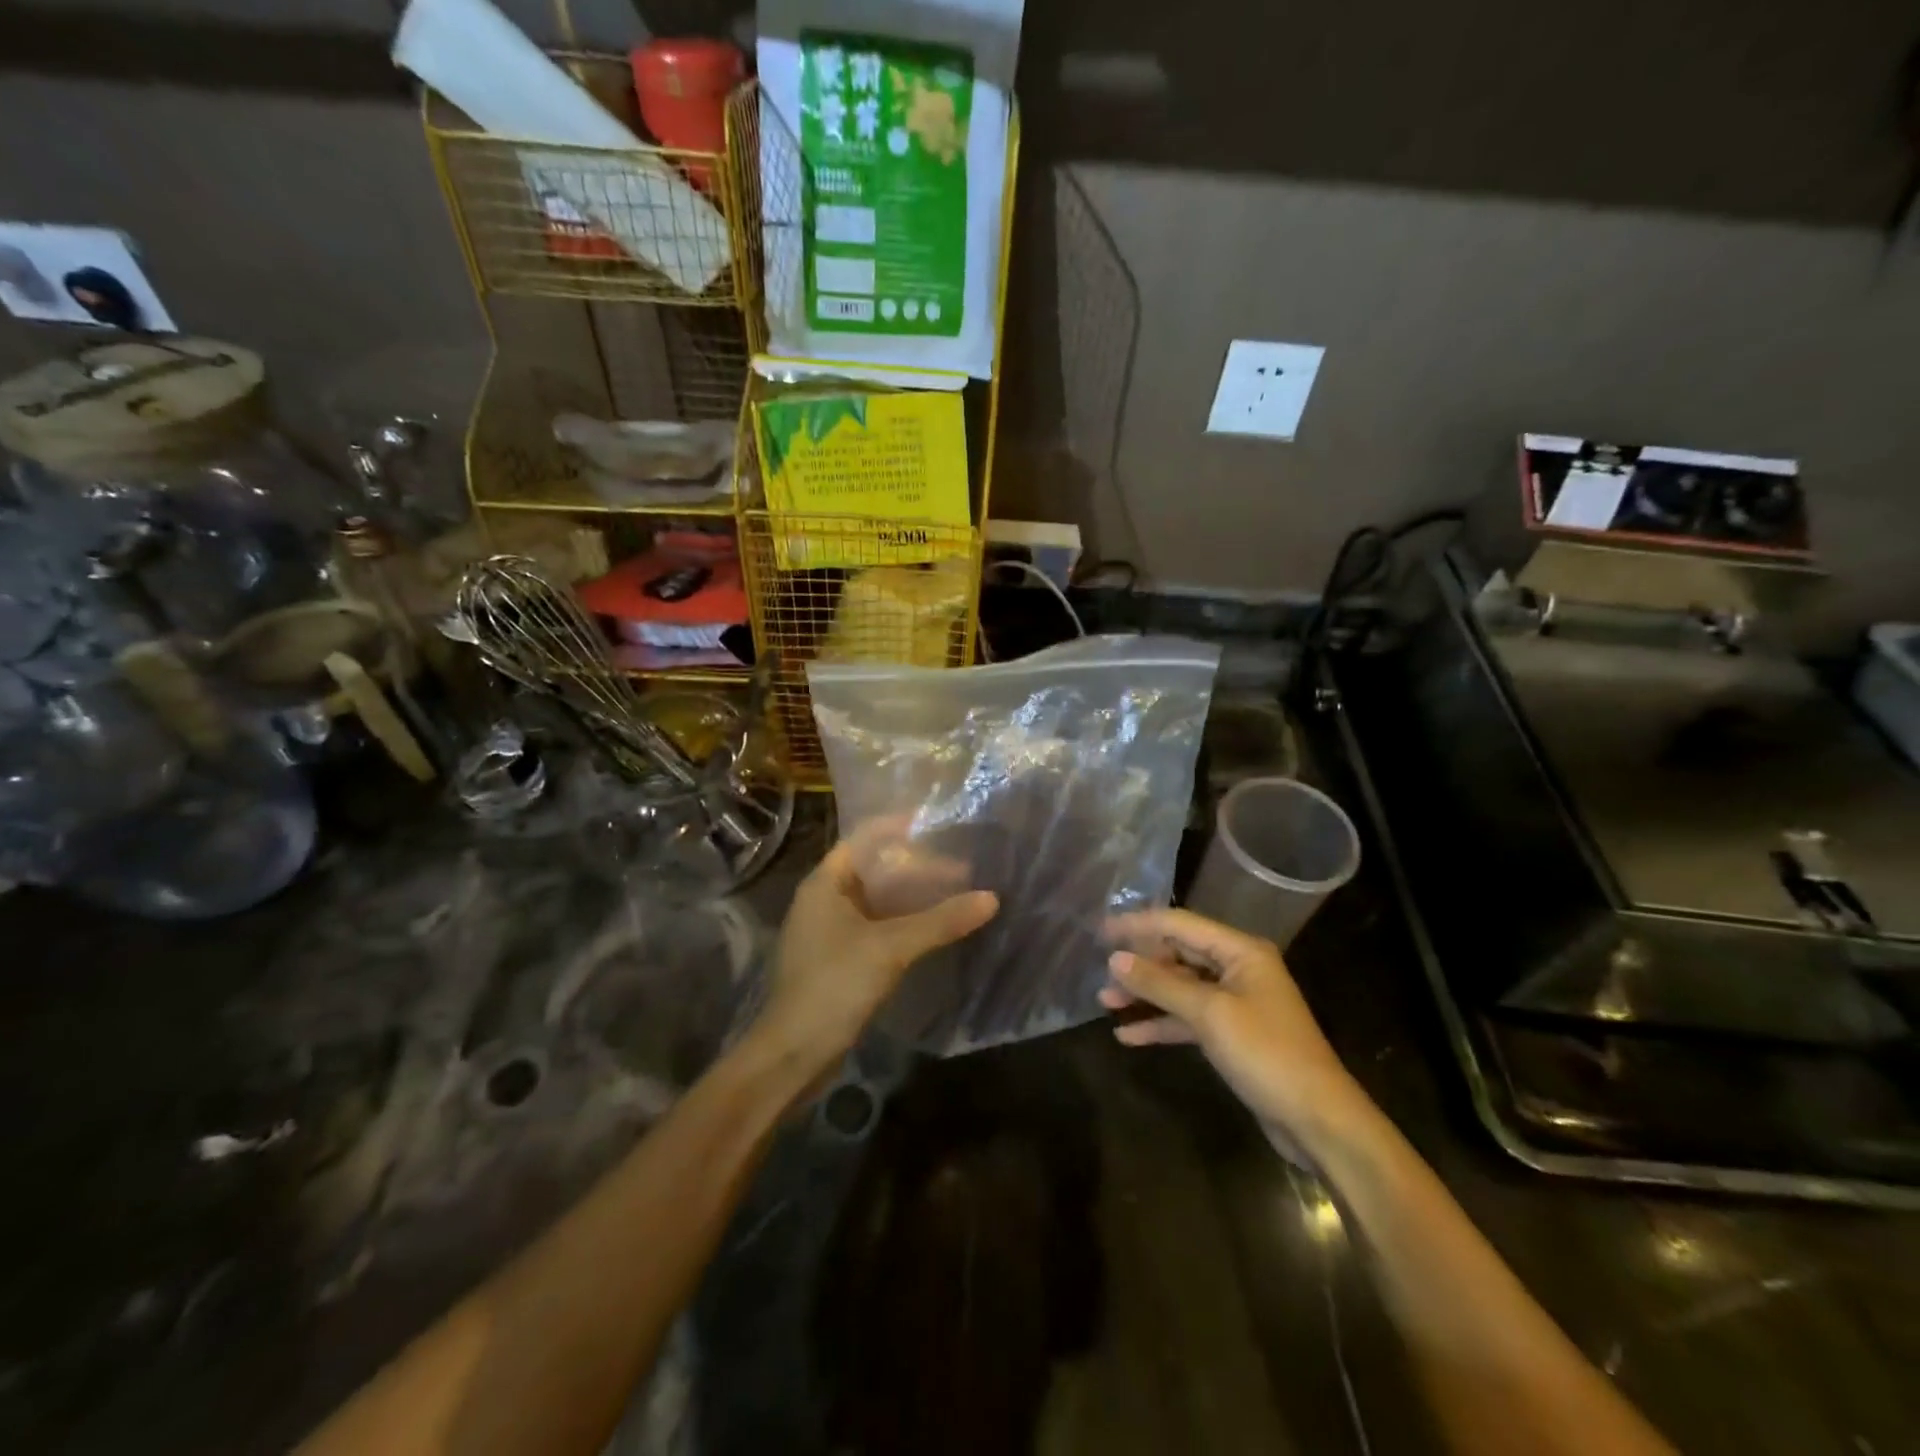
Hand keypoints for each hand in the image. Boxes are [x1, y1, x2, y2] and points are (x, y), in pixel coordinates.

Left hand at [755, 820, 997, 1085]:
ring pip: (877, 901)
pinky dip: (904, 922)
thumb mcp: (890, 948)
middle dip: (916, 866)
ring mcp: (830, 932)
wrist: (793, 1055)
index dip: (897, 827)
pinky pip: (876, 927)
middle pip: (874, 870)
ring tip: (955, 893)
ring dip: (912, 897)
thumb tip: (991, 898)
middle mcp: (824, 900)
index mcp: (824, 884)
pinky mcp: (839, 960)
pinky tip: (933, 929)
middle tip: (960, 866)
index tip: (936, 823)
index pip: (863, 838)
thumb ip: (940, 921)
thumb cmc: (834, 985)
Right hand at [1100, 908, 1367, 1140]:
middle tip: (1100, 971)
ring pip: (1180, 989)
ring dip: (1145, 995)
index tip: (1100, 930)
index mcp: (1240, 951)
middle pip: (1178, 955)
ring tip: (1105, 1002)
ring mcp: (1235, 1003)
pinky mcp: (1232, 1035)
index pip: (1180, 925)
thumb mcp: (1209, 1014)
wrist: (1318, 1121)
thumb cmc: (1266, 1054)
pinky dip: (1160, 1024)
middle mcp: (1238, 969)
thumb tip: (1114, 959)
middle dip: (1140, 964)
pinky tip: (1128, 1036)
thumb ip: (1160, 984)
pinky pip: (1188, 1019)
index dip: (1138, 925)